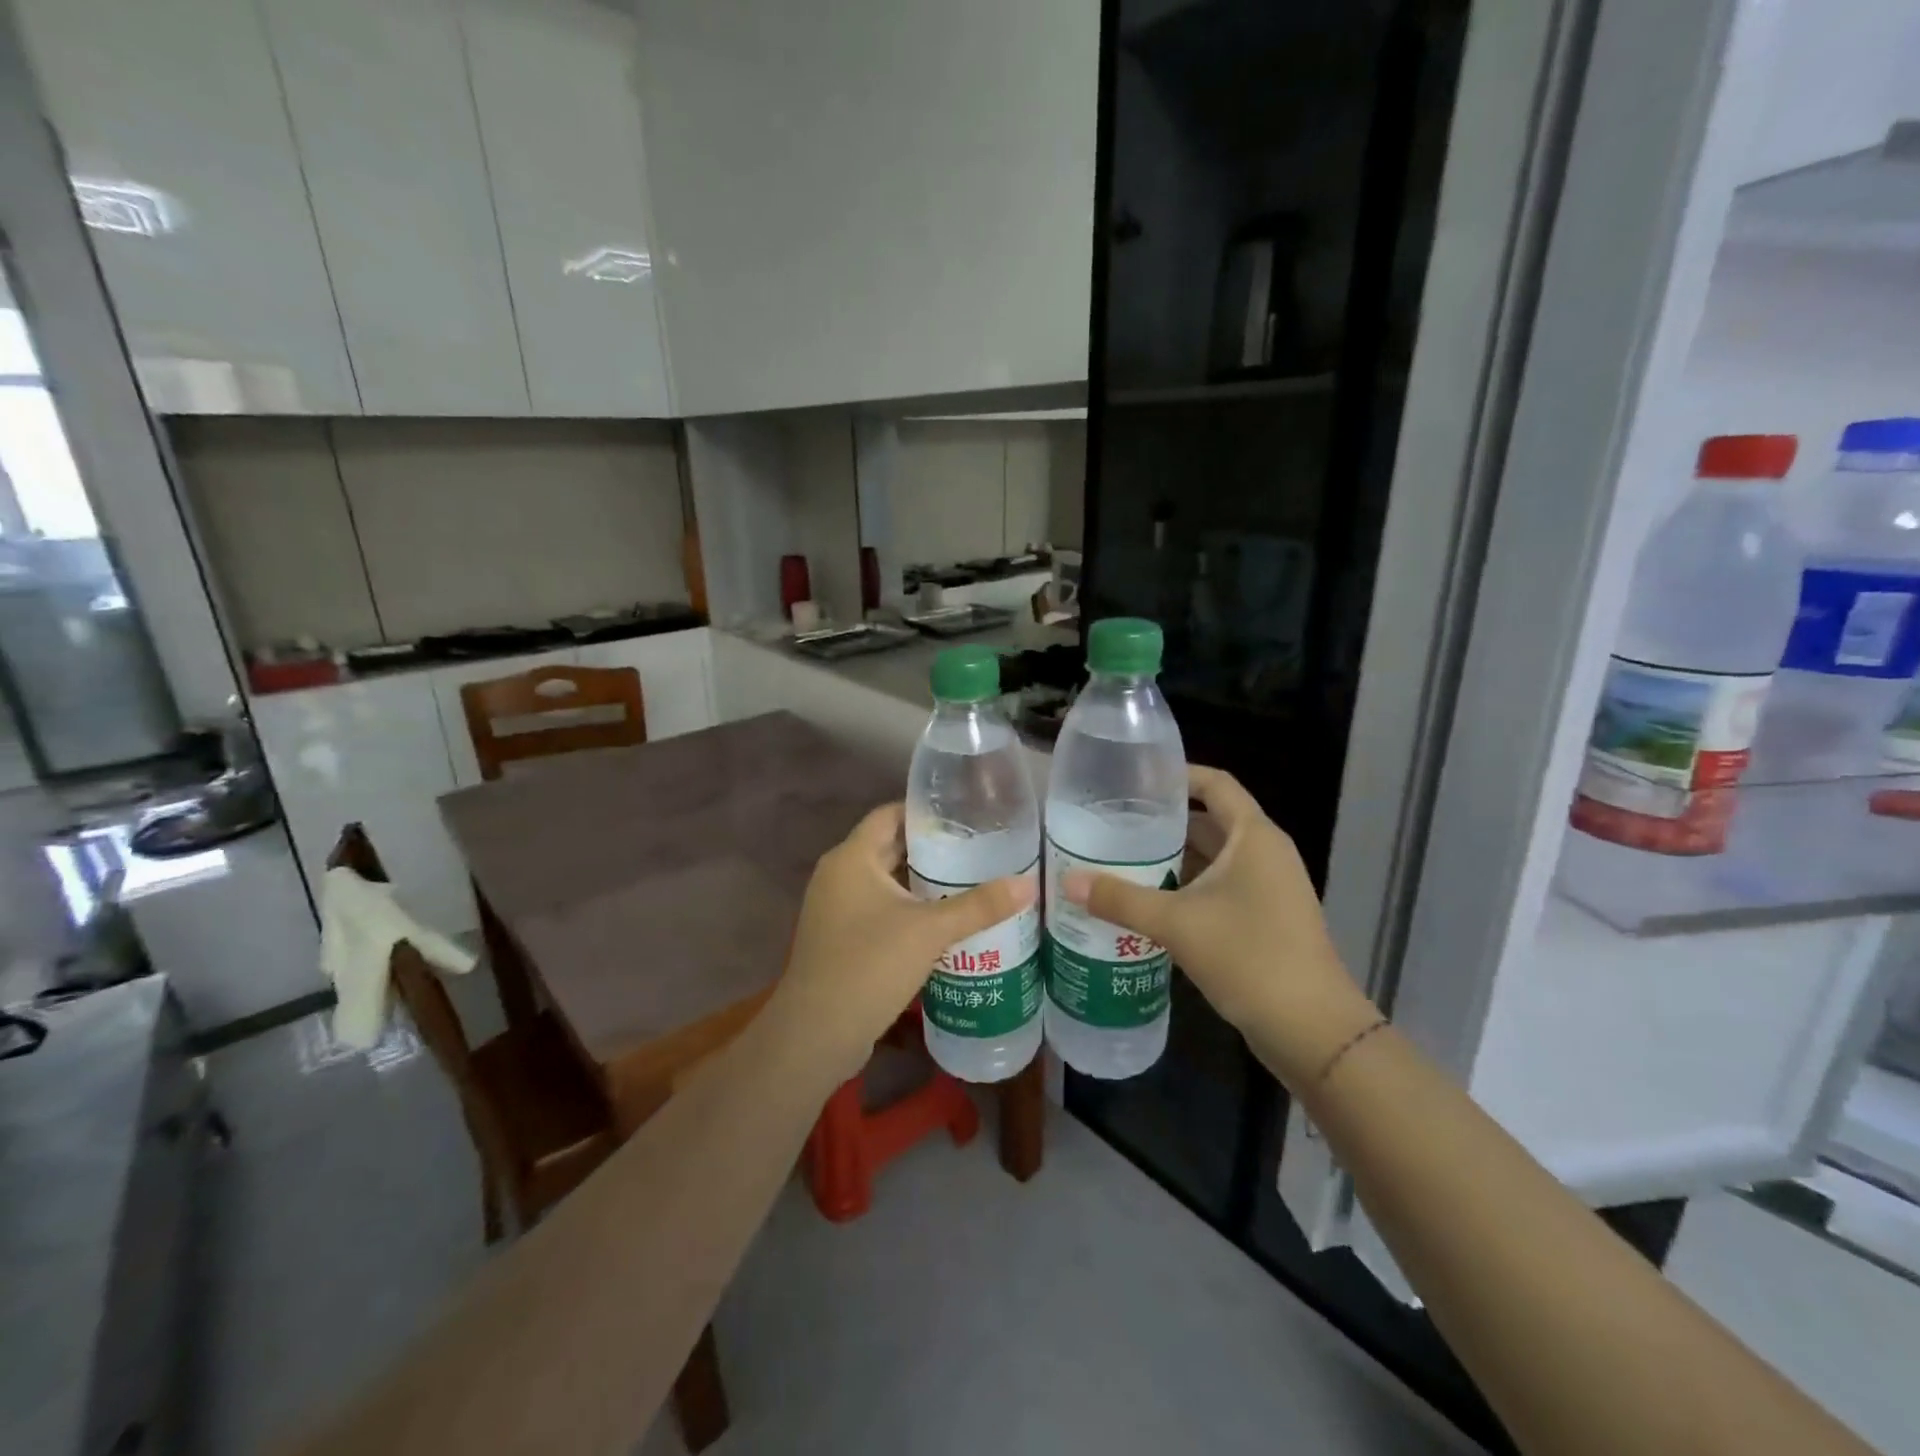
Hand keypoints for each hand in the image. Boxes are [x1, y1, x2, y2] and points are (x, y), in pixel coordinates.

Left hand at [770, 803, 1036, 1081]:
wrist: (816, 1035)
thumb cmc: (869, 966)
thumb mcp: (930, 931)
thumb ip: (979, 906)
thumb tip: (1028, 884)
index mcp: (851, 858)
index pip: (890, 815)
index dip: (925, 811)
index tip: (966, 814)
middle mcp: (838, 875)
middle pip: (889, 847)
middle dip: (932, 849)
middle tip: (980, 849)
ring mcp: (836, 909)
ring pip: (886, 882)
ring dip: (922, 882)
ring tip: (972, 881)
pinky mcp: (841, 939)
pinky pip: (880, 910)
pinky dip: (909, 909)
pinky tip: (945, 922)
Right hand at [1061, 766, 1375, 1088]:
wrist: (1312, 1030)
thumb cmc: (1249, 957)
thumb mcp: (1177, 924)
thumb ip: (1121, 899)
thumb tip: (1068, 882)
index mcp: (1254, 837)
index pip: (1216, 785)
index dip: (1178, 774)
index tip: (1136, 777)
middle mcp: (1265, 854)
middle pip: (1211, 822)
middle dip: (1164, 821)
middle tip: (1113, 822)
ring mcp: (1269, 889)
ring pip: (1214, 859)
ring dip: (1173, 858)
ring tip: (1121, 858)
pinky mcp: (1266, 920)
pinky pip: (1220, 888)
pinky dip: (1187, 887)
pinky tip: (1150, 901)